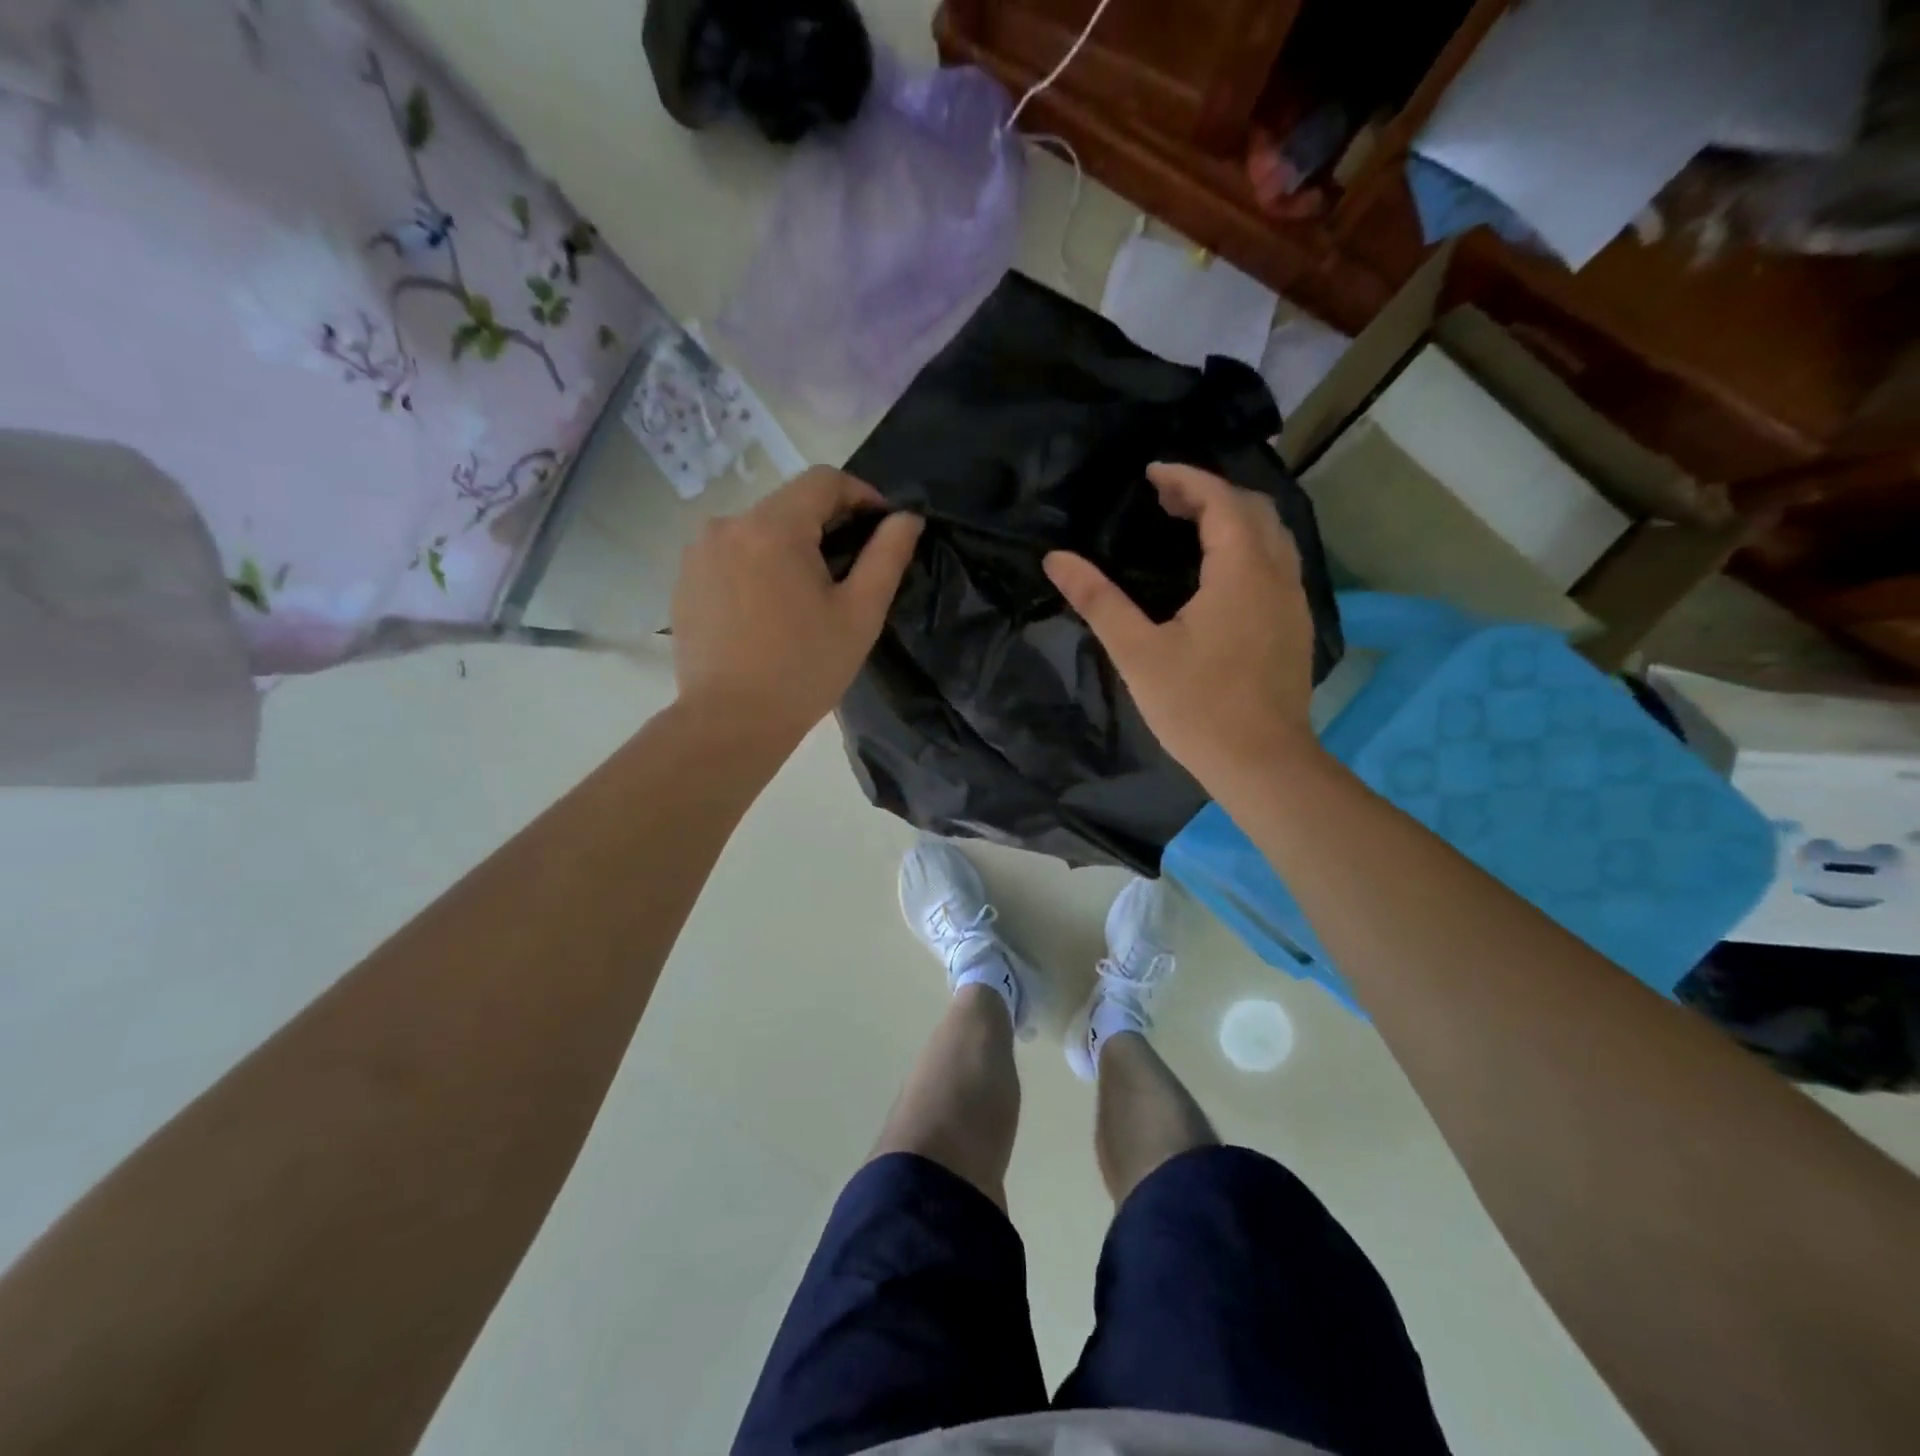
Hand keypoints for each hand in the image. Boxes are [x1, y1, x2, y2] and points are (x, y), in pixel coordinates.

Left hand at [671, 466, 921, 753]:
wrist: (730, 722)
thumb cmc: (804, 669)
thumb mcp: (860, 614)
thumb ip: (887, 556)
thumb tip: (907, 518)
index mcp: (772, 527)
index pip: (823, 480)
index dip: (861, 495)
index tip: (881, 527)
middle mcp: (727, 525)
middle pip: (788, 504)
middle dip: (825, 525)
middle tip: (849, 571)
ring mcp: (698, 554)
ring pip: (758, 530)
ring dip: (789, 547)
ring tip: (807, 595)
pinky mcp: (684, 581)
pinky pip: (731, 556)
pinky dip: (757, 568)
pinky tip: (769, 611)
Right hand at [1043, 463, 1320, 795]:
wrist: (1262, 763)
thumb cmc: (1196, 706)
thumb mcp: (1137, 652)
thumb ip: (1098, 600)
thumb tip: (1056, 559)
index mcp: (1241, 571)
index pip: (1220, 501)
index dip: (1186, 479)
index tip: (1151, 473)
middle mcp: (1277, 575)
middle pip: (1253, 509)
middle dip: (1210, 493)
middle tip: (1164, 498)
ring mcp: (1294, 601)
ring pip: (1272, 536)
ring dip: (1233, 519)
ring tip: (1190, 526)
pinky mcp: (1296, 626)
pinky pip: (1277, 563)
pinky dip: (1248, 547)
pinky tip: (1221, 573)